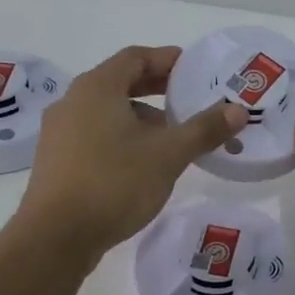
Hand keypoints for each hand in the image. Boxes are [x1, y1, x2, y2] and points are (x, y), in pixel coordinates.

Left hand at [17, 45, 245, 260]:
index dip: (167, 59)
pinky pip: (96, 135)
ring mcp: (60, 133)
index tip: (194, 69)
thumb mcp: (168, 155)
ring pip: (108, 111)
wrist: (55, 238)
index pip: (135, 57)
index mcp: (97, 89)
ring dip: (142, 116)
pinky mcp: (57, 161)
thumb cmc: (114, 183)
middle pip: (120, 82)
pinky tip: (145, 162)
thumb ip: (204, 129)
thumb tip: (238, 110)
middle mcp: (73, 102)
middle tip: (190, 98)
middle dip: (157, 88)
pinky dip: (123, 137)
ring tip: (173, 136)